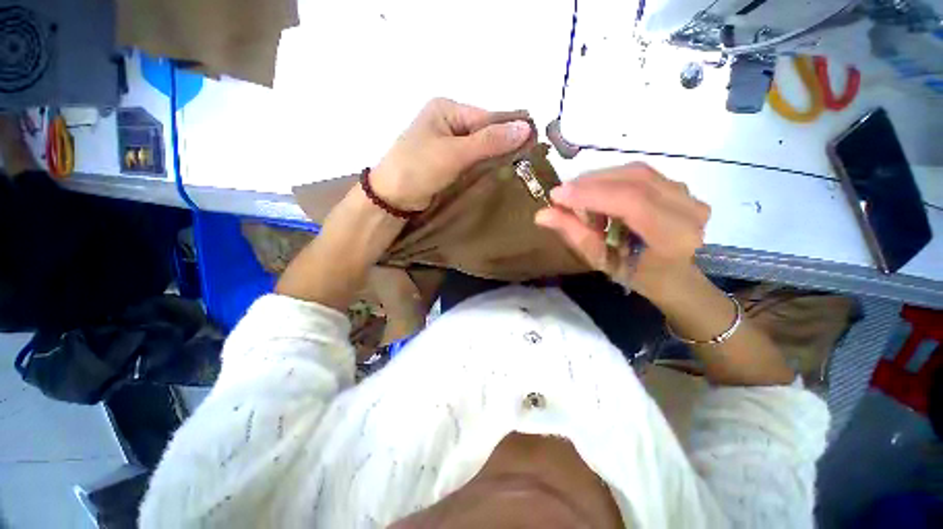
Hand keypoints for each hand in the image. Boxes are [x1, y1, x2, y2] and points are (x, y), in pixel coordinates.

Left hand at [370, 98, 533, 210]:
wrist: (392, 198)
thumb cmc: (417, 169)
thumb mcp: (454, 153)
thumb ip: (488, 141)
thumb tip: (526, 127)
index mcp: (447, 109)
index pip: (487, 117)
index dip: (510, 130)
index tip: (534, 145)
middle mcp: (448, 122)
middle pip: (485, 131)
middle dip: (503, 145)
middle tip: (529, 161)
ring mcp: (447, 143)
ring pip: (480, 148)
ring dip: (495, 158)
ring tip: (519, 168)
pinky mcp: (447, 162)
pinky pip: (472, 161)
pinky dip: (484, 167)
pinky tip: (499, 174)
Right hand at [535, 163, 710, 303]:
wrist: (673, 273)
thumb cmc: (636, 275)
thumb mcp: (601, 260)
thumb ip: (574, 234)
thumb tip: (542, 214)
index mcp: (674, 237)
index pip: (632, 202)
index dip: (591, 194)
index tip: (556, 195)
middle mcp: (689, 209)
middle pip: (634, 179)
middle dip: (590, 184)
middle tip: (561, 195)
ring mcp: (688, 193)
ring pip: (635, 172)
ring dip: (599, 181)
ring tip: (577, 198)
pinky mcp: (679, 186)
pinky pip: (639, 173)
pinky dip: (611, 180)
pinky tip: (597, 194)